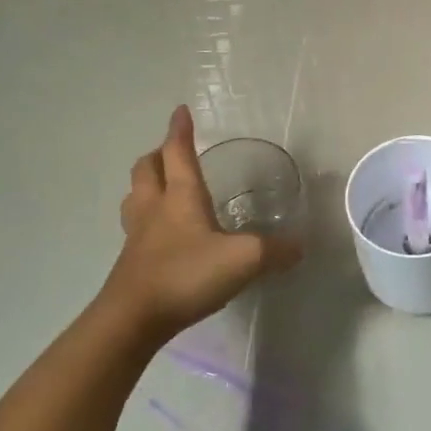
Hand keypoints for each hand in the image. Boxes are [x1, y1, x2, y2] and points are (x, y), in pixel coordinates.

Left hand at [99, 106, 300, 343]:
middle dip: (158, 155)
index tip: (180, 111)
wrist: (133, 319)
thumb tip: (299, 247)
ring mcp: (138, 236)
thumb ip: (275, 251)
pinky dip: (147, 218)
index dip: (180, 130)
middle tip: (172, 152)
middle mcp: (154, 208)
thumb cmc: (186, 274)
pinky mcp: (131, 262)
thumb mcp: (244, 259)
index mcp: (180, 196)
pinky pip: (136, 227)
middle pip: (147, 169)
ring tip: (161, 187)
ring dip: (147, 184)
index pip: (178, 152)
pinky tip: (163, 234)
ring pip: (135, 197)